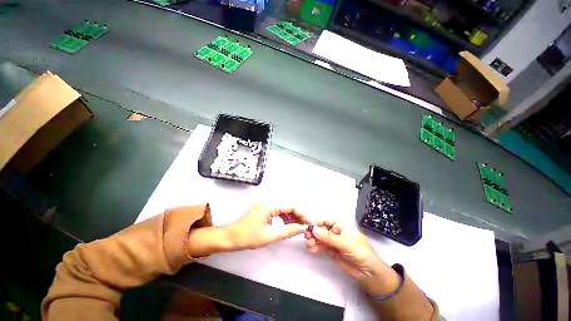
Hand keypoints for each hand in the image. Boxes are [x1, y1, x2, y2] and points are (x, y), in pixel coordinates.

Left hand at [224, 203, 311, 250]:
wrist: (229, 237)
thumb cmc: (247, 237)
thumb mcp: (269, 236)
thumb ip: (287, 231)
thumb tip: (302, 228)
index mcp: (269, 205)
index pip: (291, 206)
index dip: (302, 214)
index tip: (309, 223)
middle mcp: (269, 201)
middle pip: (288, 205)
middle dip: (298, 215)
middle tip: (305, 226)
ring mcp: (266, 204)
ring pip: (284, 208)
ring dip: (292, 216)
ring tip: (298, 226)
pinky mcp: (265, 208)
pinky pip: (279, 210)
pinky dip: (285, 217)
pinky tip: (288, 224)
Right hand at [305, 221, 400, 296]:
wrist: (369, 274)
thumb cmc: (361, 253)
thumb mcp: (345, 243)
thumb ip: (329, 237)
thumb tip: (314, 230)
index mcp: (341, 226)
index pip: (327, 221)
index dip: (318, 223)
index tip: (309, 226)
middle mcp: (336, 233)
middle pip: (321, 230)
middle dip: (314, 232)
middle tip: (307, 237)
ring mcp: (333, 243)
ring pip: (320, 239)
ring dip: (313, 240)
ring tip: (309, 244)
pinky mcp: (331, 252)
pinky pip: (321, 247)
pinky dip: (316, 247)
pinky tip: (312, 249)